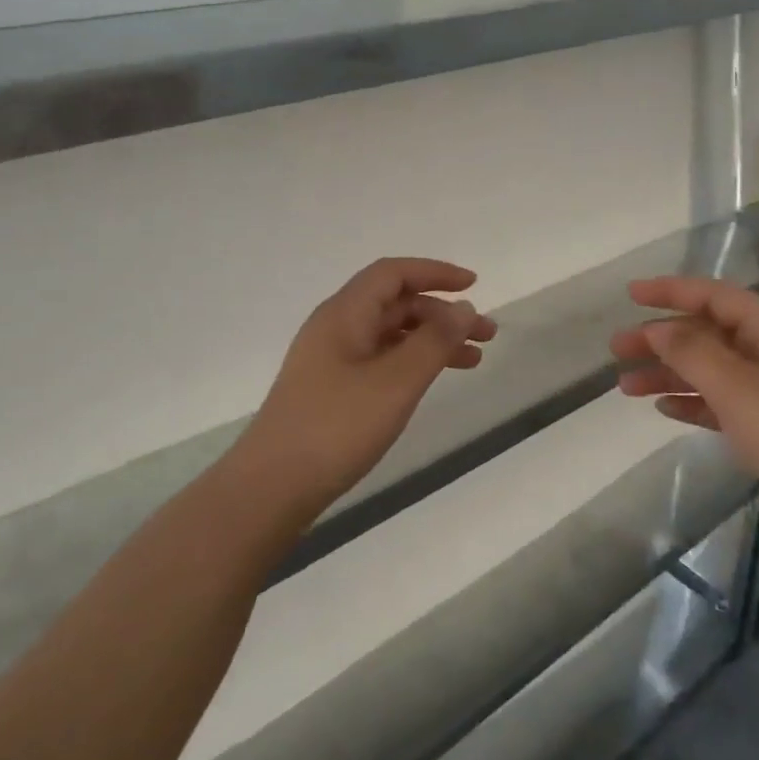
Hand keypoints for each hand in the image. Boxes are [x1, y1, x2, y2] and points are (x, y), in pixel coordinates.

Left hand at [232, 258, 496, 517]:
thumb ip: (434, 341)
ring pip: (391, 335)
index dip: (435, 273)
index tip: (474, 285)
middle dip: (442, 313)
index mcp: (344, 314)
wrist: (273, 486)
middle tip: (486, 334)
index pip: (393, 274)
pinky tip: (432, 381)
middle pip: (395, 304)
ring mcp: (331, 361)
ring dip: (432, 340)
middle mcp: (336, 328)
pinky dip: (412, 363)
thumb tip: (463, 307)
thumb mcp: (396, 382)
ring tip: (474, 360)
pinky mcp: (331, 390)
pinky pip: (381, 360)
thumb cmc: (337, 427)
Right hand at [610, 277, 758, 539]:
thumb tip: (658, 328)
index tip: (630, 295)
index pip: (715, 297)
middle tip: (617, 349)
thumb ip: (692, 352)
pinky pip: (720, 404)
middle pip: (707, 334)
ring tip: (626, 386)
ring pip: (709, 371)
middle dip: (661, 338)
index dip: (672, 291)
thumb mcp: (737, 386)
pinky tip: (663, 408)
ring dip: (669, 373)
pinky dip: (691, 402)